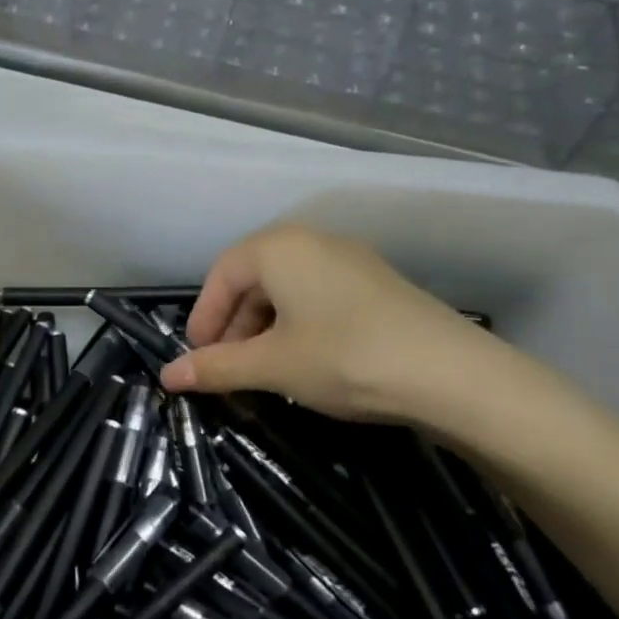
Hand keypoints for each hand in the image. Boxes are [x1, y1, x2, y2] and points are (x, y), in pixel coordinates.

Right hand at [159, 224, 525, 436]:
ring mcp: (349, 260)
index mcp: (279, 248)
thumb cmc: (345, 357)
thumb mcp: (273, 366)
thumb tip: (166, 377)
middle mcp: (313, 242)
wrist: (451, 374)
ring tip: (263, 370)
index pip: (221, 275)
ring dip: (263, 328)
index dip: (203, 318)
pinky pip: (317, 296)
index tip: (197, 359)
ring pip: (286, 289)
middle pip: (253, 279)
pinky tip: (304, 361)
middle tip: (227, 369)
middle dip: (233, 325)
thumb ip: (217, 368)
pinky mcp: (376, 284)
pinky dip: (297, 325)